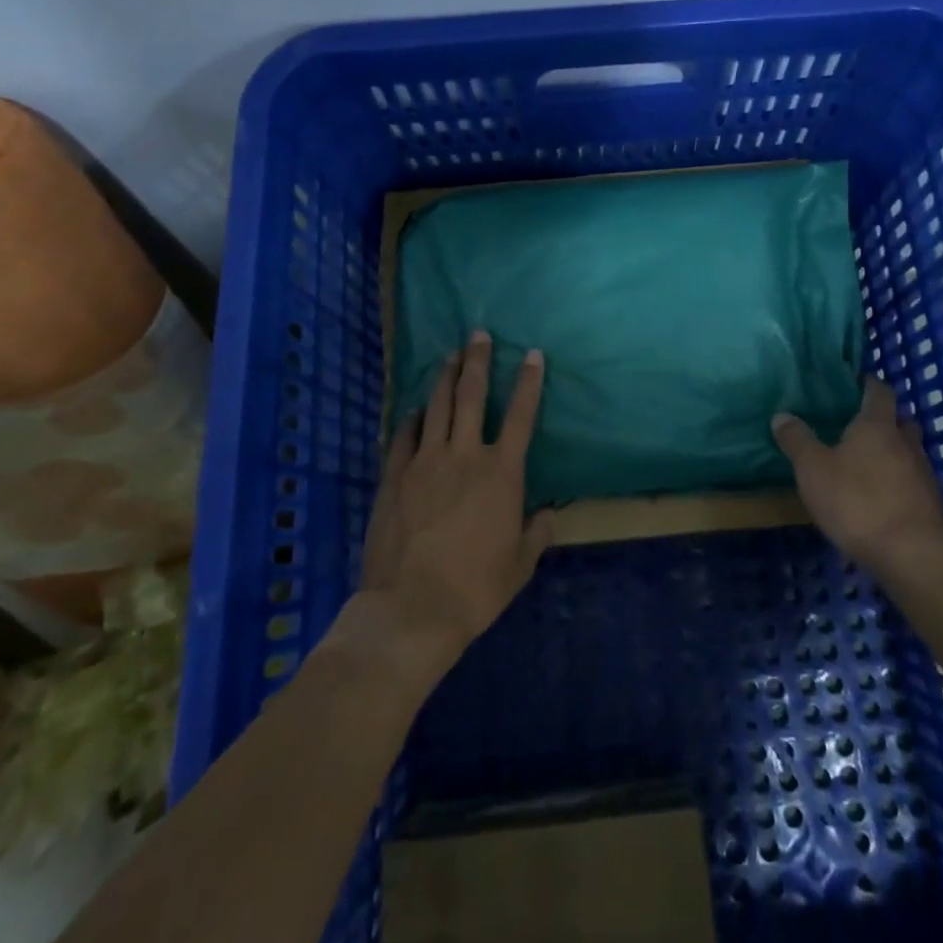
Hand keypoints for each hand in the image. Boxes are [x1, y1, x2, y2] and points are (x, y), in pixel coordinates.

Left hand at [357, 331, 554, 666]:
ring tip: (449, 355)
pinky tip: (415, 409)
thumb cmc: (475, 588)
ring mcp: (424, 462)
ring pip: (436, 406)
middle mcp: (464, 455)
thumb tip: (549, 516)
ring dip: (444, 377)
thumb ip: (536, 534)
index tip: (531, 354)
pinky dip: (412, 418)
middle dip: (477, 361)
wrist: (412, 608)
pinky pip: (404, 435)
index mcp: (501, 473)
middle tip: (478, 334)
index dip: (528, 382)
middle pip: (471, 396)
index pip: (520, 415)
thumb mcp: (519, 565)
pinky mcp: (394, 476)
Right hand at [772, 374, 942, 571]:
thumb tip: (781, 415)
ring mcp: (924, 474)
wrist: (911, 555)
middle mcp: (906, 443)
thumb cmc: (856, 501)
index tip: (857, 382)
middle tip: (860, 425)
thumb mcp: (812, 469)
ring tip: (868, 463)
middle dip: (885, 419)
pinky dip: (900, 481)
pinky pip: (913, 481)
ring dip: (894, 452)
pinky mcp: (932, 505)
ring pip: (910, 451)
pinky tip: (882, 496)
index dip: (869, 384)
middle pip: (901, 420)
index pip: (879, 392)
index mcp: (877, 426)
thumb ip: (797, 440)